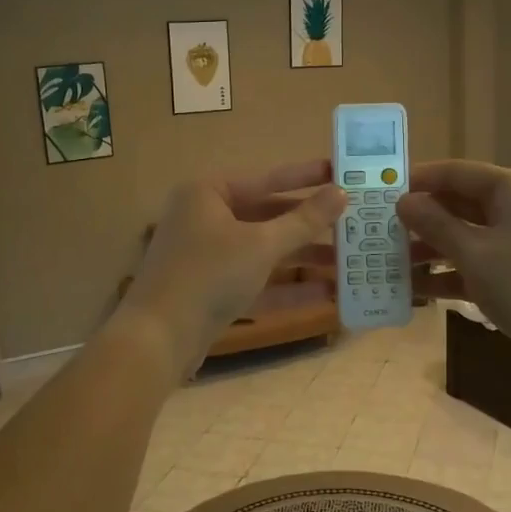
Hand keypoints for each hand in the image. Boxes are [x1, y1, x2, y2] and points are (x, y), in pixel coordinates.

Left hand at [119, 160, 345, 372]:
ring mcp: (207, 256)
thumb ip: (303, 220)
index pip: (267, 178)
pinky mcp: (211, 290)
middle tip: (353, 221)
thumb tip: (340, 193)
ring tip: (347, 261)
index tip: (341, 172)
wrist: (157, 339)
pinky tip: (326, 295)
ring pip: (263, 250)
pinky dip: (286, 287)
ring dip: (302, 258)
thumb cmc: (209, 276)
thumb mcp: (261, 245)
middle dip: (309, 225)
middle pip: (267, 215)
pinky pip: (255, 280)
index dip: (306, 177)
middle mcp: (205, 218)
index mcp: (209, 193)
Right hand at [396, 160, 510, 373]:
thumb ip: (435, 224)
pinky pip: (473, 264)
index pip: (452, 172)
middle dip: (418, 219)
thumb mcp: (474, 253)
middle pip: (455, 203)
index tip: (377, 194)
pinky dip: (447, 274)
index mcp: (507, 189)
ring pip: (462, 236)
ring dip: (428, 249)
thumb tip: (404, 201)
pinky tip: (414, 290)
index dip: (415, 181)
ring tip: (386, 263)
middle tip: (376, 232)